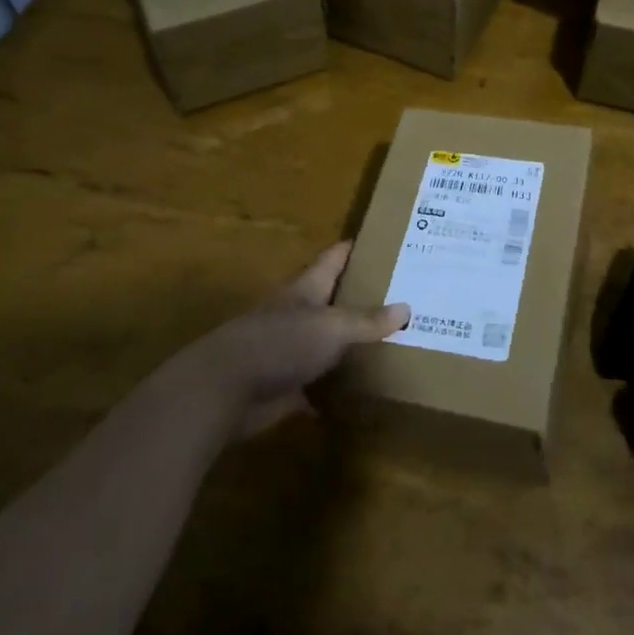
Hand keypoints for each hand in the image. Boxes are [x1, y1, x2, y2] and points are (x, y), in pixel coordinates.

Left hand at [179, 243, 408, 438]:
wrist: (227, 389)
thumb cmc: (281, 343)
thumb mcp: (331, 327)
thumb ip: (367, 320)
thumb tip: (406, 308)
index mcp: (306, 290)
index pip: (333, 259)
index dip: (353, 249)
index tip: (380, 240)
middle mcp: (297, 315)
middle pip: (331, 300)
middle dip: (361, 298)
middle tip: (401, 296)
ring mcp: (289, 351)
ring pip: (326, 342)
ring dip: (349, 345)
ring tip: (390, 343)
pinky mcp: (285, 386)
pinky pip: (318, 384)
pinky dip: (335, 388)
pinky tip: (360, 393)